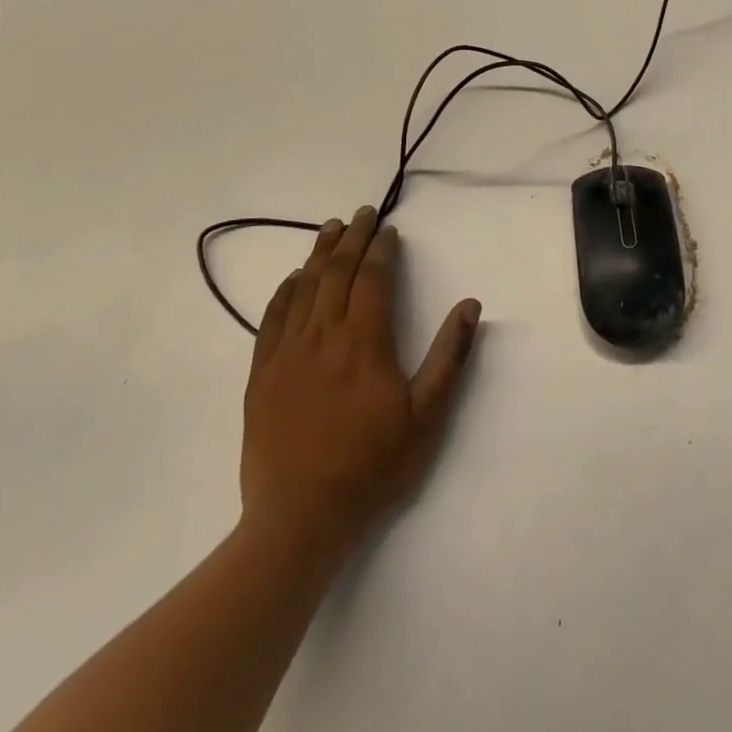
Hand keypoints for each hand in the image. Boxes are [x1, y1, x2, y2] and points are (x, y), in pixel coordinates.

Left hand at [240, 207, 480, 568]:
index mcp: (364, 342)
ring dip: (318, 254)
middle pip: (336, 273)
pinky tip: (292, 279)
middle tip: (362, 213)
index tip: (389, 230)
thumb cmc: (373, 465)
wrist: (300, 518)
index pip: (373, 279)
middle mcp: (323, 337)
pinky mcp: (261, 376)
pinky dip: (284, 291)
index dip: (382, 249)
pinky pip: (271, 320)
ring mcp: (286, 355)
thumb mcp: (427, 414)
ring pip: (303, 289)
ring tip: (330, 229)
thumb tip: (470, 305)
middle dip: (351, 238)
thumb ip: (449, 356)